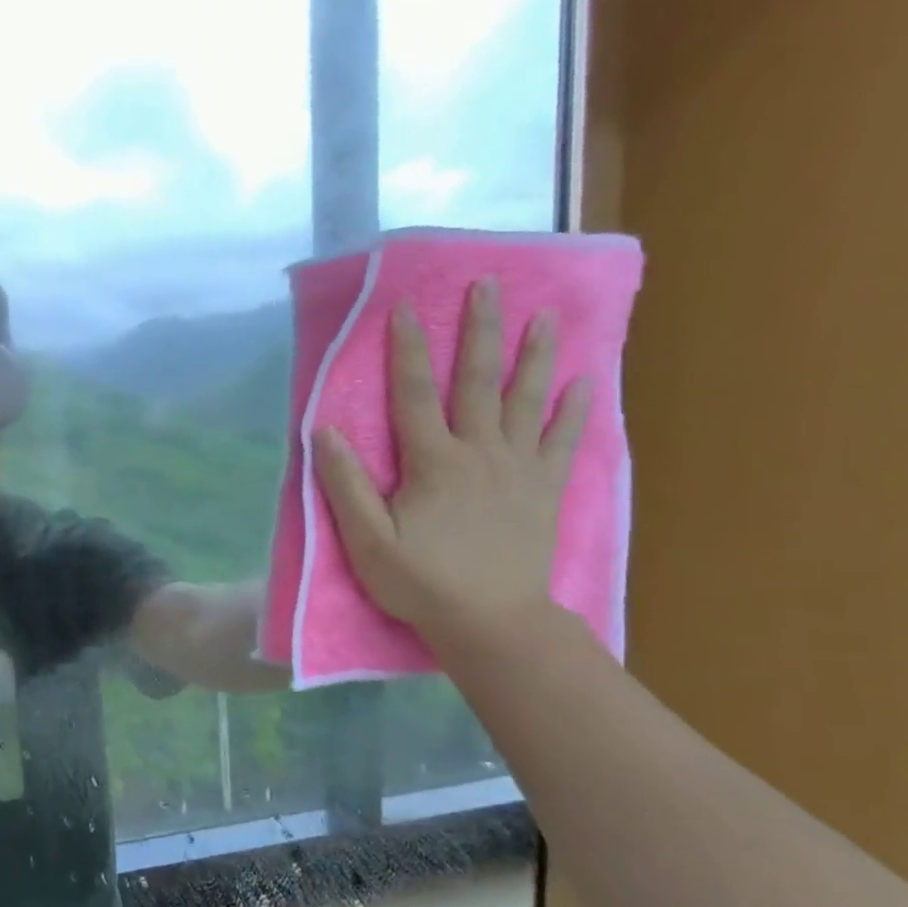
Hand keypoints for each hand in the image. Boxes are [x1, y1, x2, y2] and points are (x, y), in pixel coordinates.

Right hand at [313, 278, 589, 644]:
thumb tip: (323, 432)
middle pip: (478, 381)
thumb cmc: (420, 581)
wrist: (491, 621)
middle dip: (480, 331)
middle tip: (488, 285)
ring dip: (534, 355)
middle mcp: (480, 453)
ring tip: (543, 316)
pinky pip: (563, 441)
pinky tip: (584, 382)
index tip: (406, 308)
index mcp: (433, 463)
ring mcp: (519, 469)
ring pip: (526, 401)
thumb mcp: (367, 540)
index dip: (409, 349)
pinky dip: (574, 410)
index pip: (416, 394)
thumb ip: (346, 484)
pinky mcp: (544, 489)